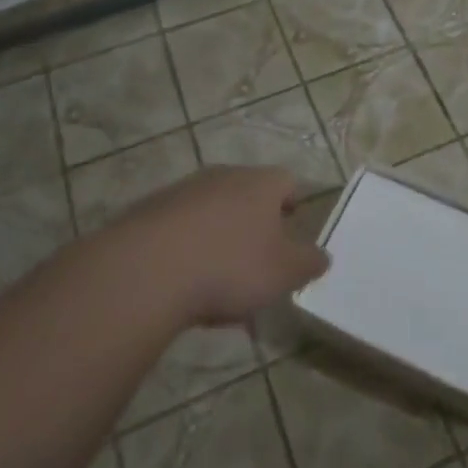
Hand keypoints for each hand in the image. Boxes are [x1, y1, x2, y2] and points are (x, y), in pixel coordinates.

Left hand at [126, 166, 329, 325]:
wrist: (145, 270)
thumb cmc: (230, 265)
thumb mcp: (284, 272)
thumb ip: (309, 263)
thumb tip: (322, 256)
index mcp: (261, 183)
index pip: (287, 182)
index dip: (294, 205)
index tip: (294, 232)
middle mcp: (223, 177)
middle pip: (248, 197)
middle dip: (255, 229)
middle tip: (259, 266)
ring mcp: (182, 192)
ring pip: (212, 216)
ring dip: (220, 243)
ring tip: (220, 290)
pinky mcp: (148, 214)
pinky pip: (179, 232)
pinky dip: (187, 253)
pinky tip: (184, 289)